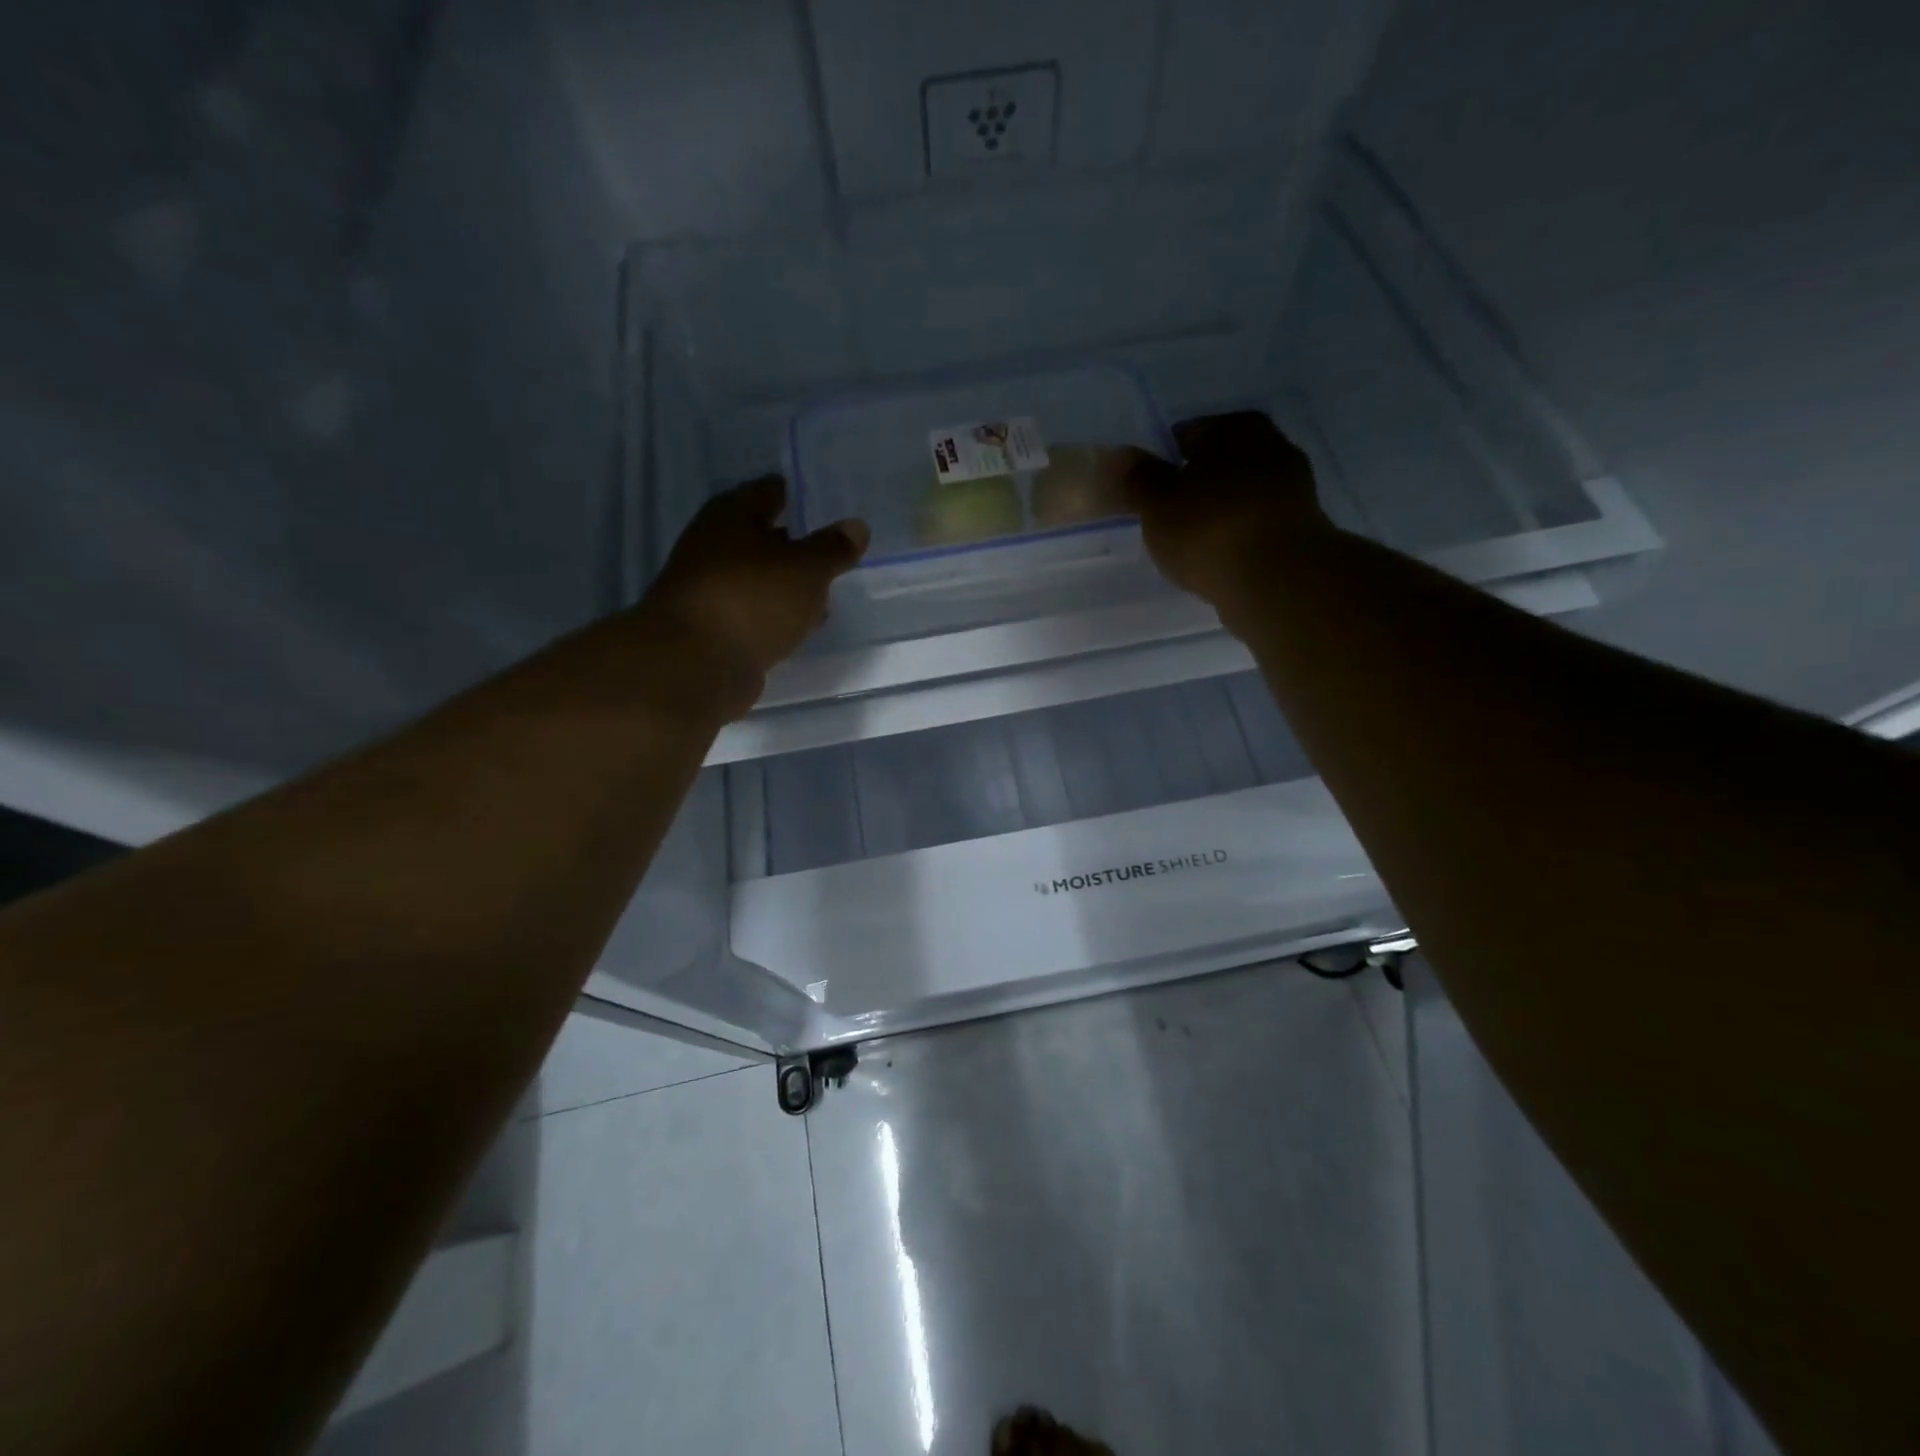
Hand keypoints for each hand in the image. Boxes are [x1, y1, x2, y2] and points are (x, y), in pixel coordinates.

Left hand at [640, 475, 868, 716]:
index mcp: (732, 514)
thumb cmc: (753, 599)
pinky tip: (801, 625)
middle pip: (764, 536)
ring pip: (760, 577)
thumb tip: (857, 526)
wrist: (695, 664)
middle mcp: (714, 543)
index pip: (772, 490)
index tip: (834, 507)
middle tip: (838, 553)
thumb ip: (833, 548)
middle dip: (799, 545)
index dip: (803, 496)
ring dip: (789, 585)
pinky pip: (754, 611)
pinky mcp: (714, 626)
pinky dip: (776, 614)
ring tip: (828, 593)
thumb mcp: (807, 569)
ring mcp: (711, 587)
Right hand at [1123, 411, 1333, 626]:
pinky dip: (1236, 536)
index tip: (1149, 485)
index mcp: (1237, 428)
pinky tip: (1217, 557)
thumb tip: (1120, 454)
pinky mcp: (1300, 530)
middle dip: (1196, 483)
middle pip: (1221, 462)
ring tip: (1190, 540)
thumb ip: (1139, 478)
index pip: (1191, 431)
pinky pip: (1255, 525)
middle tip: (1167, 512)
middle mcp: (1272, 447)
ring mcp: (1293, 490)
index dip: (1166, 457)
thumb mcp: (1158, 504)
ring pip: (1240, 494)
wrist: (1277, 582)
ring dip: (1218, 511)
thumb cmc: (1209, 530)